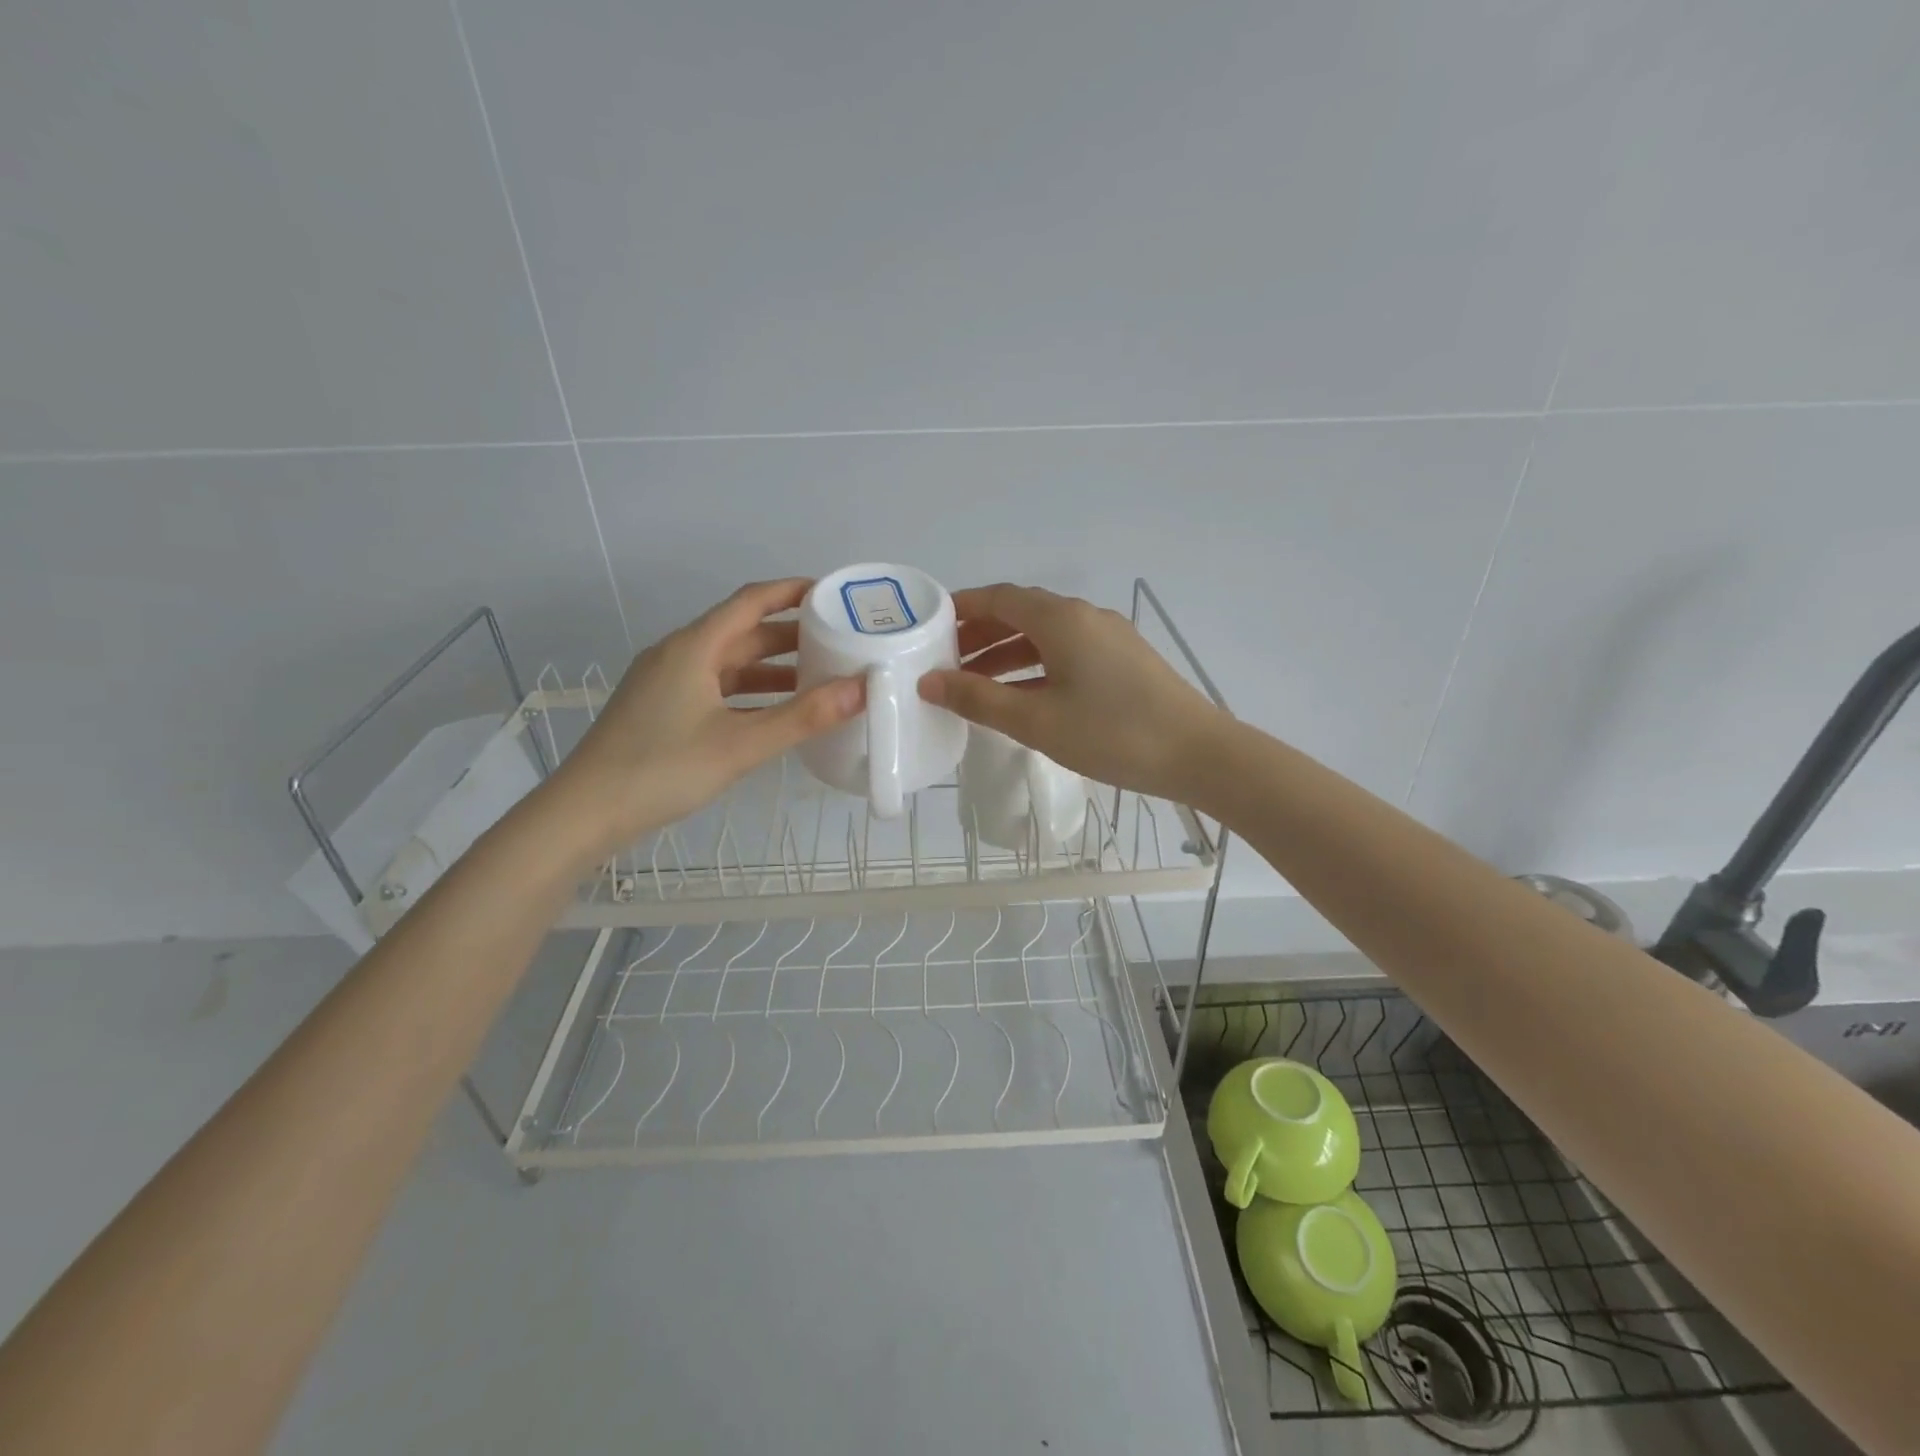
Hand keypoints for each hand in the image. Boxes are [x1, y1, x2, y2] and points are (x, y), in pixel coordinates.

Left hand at [547, 579, 862, 860]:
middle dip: (791, 635)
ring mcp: (667, 683)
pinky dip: (750, 693)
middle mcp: (679, 655)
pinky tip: (776, 713)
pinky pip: (717, 687)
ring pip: (729, 663)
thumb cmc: (662, 769)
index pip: (750, 601)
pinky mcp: (662, 709)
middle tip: (840, 642)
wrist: (585, 813)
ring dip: (772, 667)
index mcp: (694, 647)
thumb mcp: (740, 744)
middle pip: (742, 632)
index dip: (792, 592)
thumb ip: (803, 717)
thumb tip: (862, 688)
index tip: (834, 595)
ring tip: (819, 677)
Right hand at [919, 583, 1226, 802]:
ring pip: (1044, 636)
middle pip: (1021, 613)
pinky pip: (1066, 652)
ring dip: (1006, 653)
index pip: (999, 598)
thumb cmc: (1112, 734)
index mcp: (1061, 619)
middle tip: (944, 661)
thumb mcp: (1036, 720)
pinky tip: (1021, 696)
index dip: (961, 607)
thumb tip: (929, 682)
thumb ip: (978, 699)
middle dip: (980, 634)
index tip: (928, 625)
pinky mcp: (1123, 662)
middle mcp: (1084, 617)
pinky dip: (1035, 666)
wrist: (1199, 754)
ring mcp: (1108, 638)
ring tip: (973, 683)